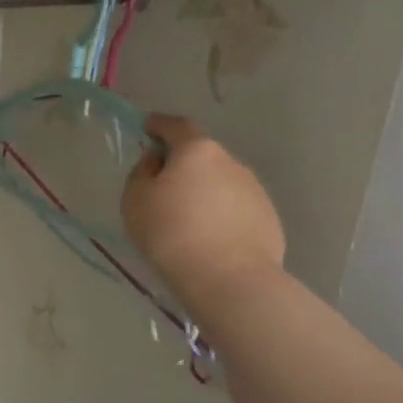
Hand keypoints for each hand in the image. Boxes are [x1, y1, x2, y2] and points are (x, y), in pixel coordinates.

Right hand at [121, 113, 284, 313]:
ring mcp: (254, 190)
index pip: (176, 126)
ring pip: (220, 183)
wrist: (227, 278)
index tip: (148, 127)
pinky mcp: (267, 218)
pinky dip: (219, 215)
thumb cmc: (171, 233)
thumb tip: (157, 161)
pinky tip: (207, 239)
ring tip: (185, 221)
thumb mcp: (135, 200)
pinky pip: (234, 209)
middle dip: (181, 165)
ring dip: (202, 192)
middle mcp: (231, 162)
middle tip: (161, 187)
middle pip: (201, 156)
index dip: (159, 124)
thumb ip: (142, 173)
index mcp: (197, 151)